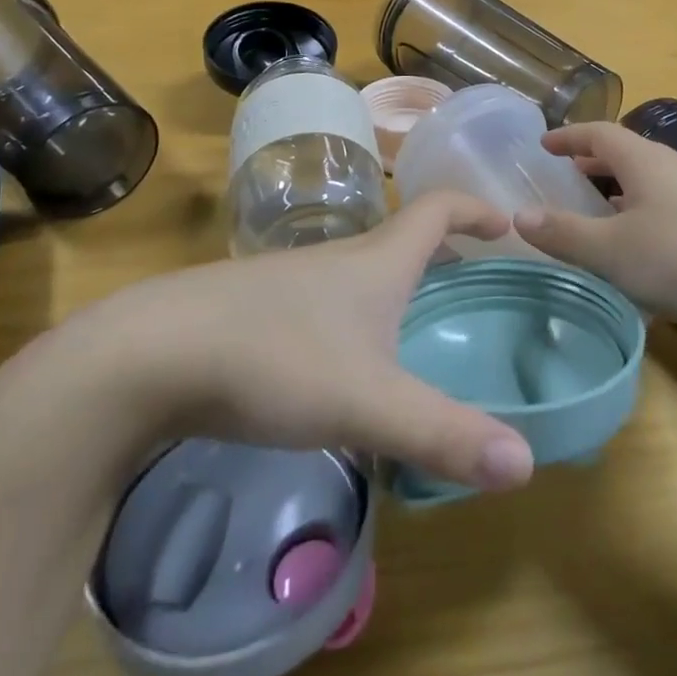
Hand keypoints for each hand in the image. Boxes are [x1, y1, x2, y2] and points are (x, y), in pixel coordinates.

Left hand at [87, 192, 534, 492]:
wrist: (151, 354)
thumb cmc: (276, 359)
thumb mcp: (368, 403)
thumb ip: (444, 435)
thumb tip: (525, 467)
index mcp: (377, 261)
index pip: (437, 208)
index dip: (475, 208)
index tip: (505, 222)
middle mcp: (339, 258)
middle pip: (401, 236)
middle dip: (441, 248)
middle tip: (469, 273)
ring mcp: (292, 281)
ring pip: (360, 268)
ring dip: (396, 280)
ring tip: (414, 319)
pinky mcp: (256, 308)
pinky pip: (325, 298)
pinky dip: (355, 311)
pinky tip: (341, 358)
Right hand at [513, 122, 676, 347]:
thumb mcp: (612, 251)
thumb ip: (563, 233)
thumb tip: (519, 215)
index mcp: (645, 161)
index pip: (598, 133)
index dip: (568, 136)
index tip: (543, 145)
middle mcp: (674, 169)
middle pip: (626, 154)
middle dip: (592, 163)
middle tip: (564, 176)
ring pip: (648, 183)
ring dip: (617, 191)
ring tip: (595, 211)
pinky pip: (667, 208)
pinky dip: (641, 215)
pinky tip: (640, 250)